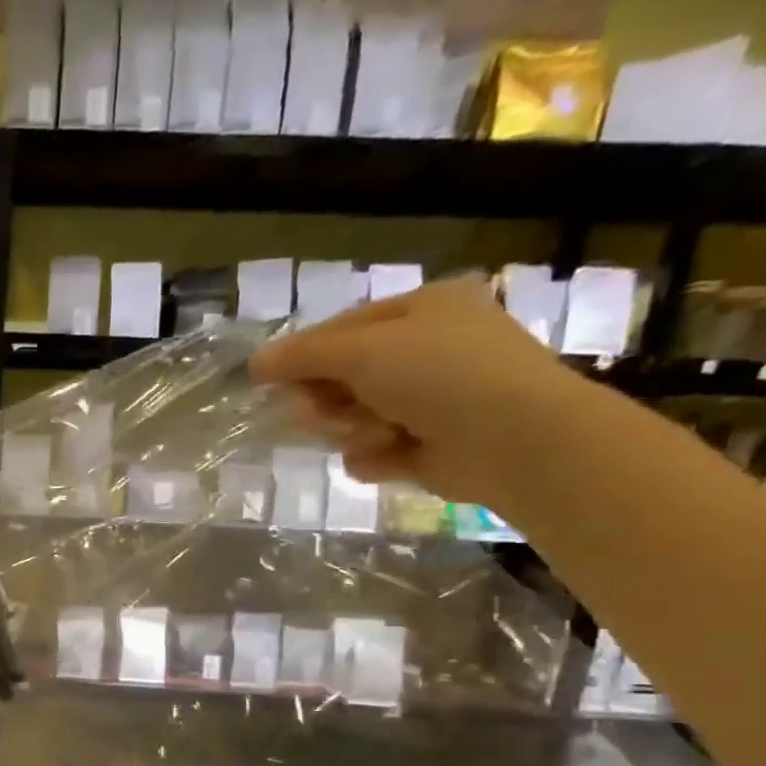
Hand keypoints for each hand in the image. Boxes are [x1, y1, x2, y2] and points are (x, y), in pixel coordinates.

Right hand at [248, 275, 611, 513]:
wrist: (512, 438)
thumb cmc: (441, 374)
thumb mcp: (363, 351)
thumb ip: (303, 356)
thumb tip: (254, 362)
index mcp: (423, 309)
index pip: (341, 329)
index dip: (303, 356)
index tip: (268, 380)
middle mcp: (427, 350)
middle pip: (342, 378)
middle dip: (328, 400)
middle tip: (324, 412)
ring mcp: (428, 400)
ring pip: (352, 418)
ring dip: (351, 430)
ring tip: (377, 434)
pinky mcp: (426, 446)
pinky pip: (371, 452)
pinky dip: (374, 457)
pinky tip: (394, 457)